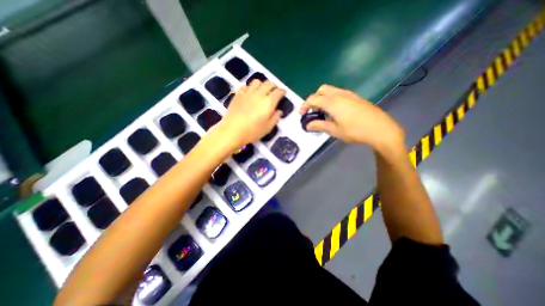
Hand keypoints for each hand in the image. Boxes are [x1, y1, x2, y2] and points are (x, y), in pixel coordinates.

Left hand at [217, 78, 285, 148]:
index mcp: (269, 102)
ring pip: (257, 81)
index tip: (284, 93)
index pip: (278, 91)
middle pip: (269, 83)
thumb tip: (279, 111)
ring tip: (261, 91)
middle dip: (274, 86)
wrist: (232, 131)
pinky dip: (250, 88)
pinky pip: (246, 86)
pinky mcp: (238, 94)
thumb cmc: (252, 131)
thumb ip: (275, 118)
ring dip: (261, 85)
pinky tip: (250, 94)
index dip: (282, 91)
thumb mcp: (268, 128)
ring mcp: (247, 92)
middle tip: (274, 92)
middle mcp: (259, 94)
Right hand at [300, 83, 405, 151]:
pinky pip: (338, 93)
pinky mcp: (355, 97)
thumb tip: (307, 125)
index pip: (313, 99)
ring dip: (322, 98)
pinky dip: (331, 99)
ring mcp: (348, 94)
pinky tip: (335, 111)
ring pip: (330, 90)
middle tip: (313, 112)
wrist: (380, 129)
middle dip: (314, 99)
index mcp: (331, 102)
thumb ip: (319, 125)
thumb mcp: (334, 130)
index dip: (304, 106)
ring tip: (323, 112)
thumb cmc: (354, 131)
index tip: (301, 115)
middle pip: (321, 90)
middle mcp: (339, 94)